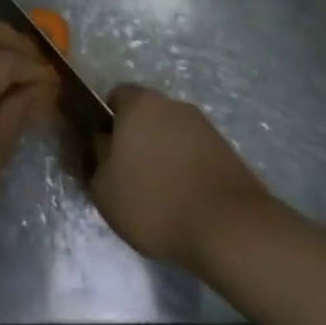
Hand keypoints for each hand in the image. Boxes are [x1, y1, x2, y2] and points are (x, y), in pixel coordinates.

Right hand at [89, 84, 272, 273]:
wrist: (228, 228)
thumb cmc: (154, 202)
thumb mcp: (104, 188)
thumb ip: (97, 158)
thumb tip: (102, 143)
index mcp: (140, 104)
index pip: (117, 96)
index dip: (107, 120)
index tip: (105, 150)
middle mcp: (174, 105)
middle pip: (147, 115)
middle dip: (137, 138)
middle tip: (129, 175)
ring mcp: (205, 127)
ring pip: (173, 135)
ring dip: (164, 155)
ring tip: (160, 195)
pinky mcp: (228, 152)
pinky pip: (196, 154)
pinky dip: (187, 170)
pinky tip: (185, 202)